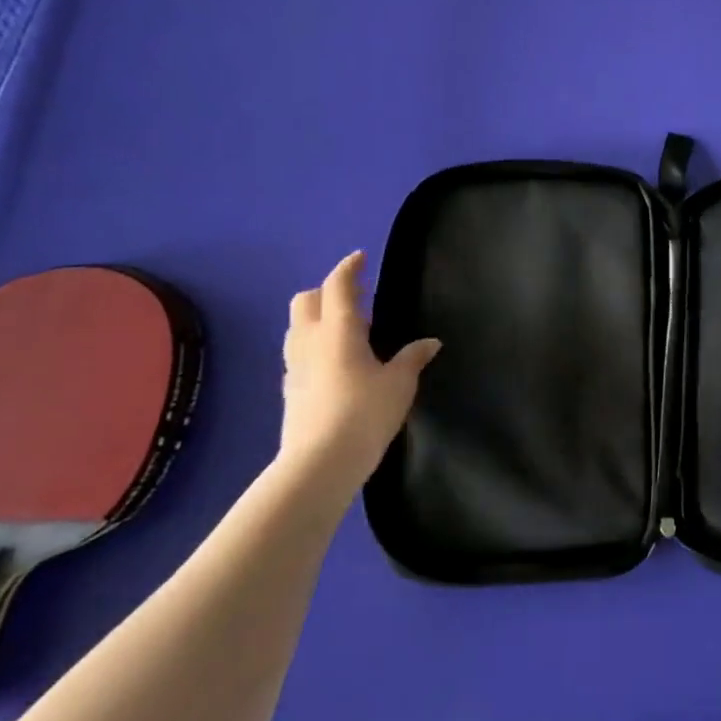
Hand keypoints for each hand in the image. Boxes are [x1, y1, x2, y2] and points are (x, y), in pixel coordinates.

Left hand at [280, 252, 439, 500]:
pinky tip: (335, 361)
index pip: (337, 285)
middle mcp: (310, 340)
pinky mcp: (290, 390)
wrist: (320, 463)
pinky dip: (314, 344)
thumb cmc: (365, 412)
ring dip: (317, 317)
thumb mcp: (400, 383)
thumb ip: (413, 358)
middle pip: (306, 300)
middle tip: (356, 297)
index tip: (360, 258)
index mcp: (338, 329)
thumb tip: (430, 343)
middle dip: (327, 291)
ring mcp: (295, 366)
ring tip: (347, 328)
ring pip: (297, 326)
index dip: (349, 268)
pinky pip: (298, 353)